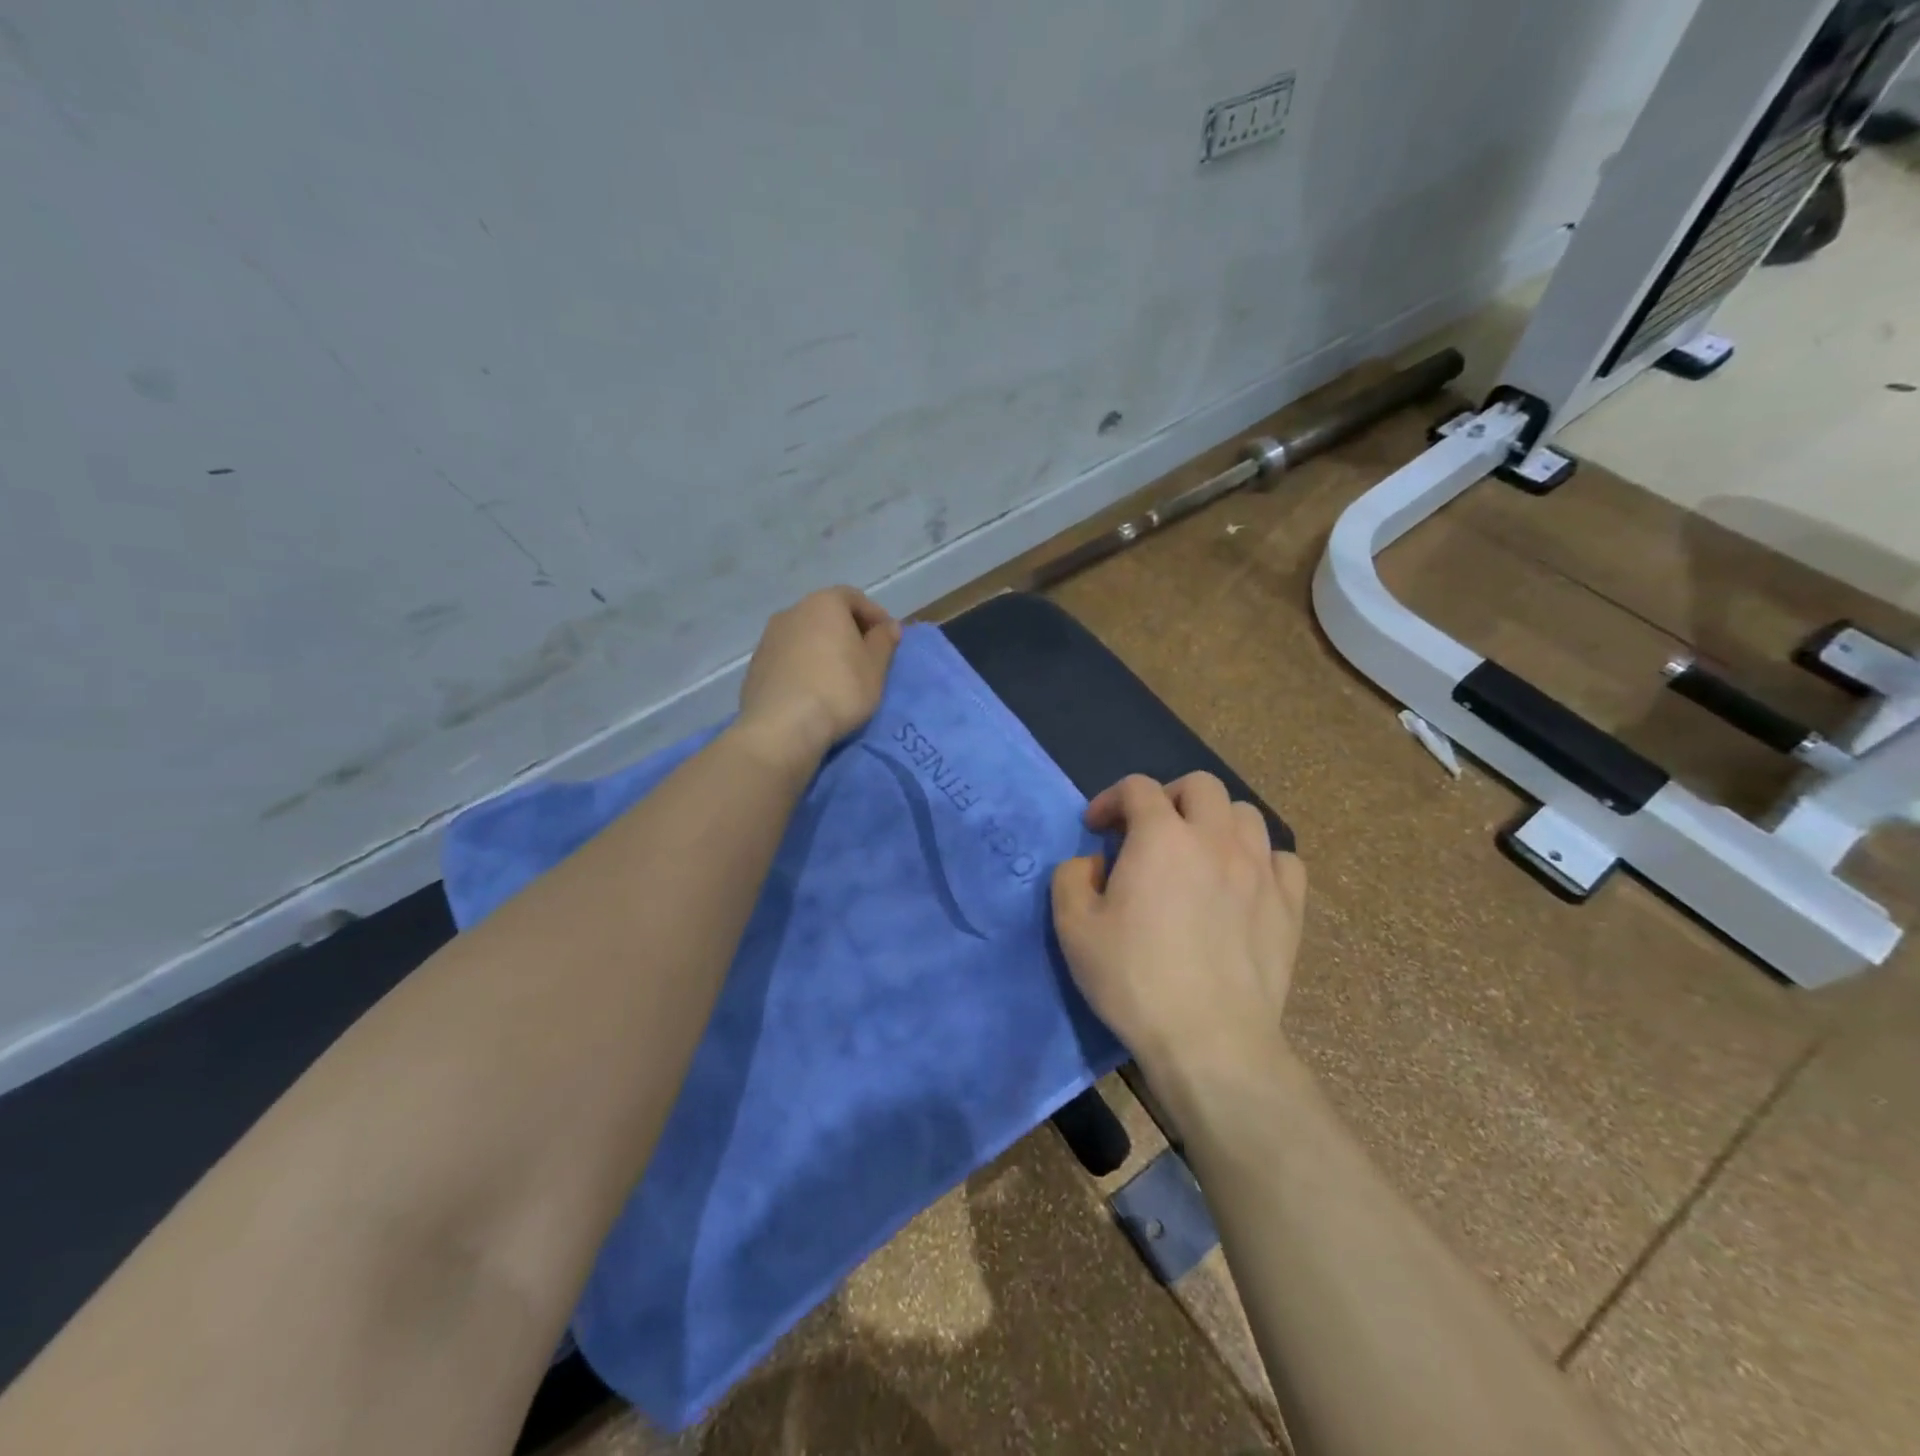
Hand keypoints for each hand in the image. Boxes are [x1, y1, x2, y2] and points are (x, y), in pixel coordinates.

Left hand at [734, 586, 901, 768]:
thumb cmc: (839, 689)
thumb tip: (889, 626)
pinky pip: (788, 658)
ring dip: (824, 649)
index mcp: (824, 604)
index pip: (854, 598)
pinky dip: (804, 666)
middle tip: (866, 658)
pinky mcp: (756, 666)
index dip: (875, 615)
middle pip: (827, 615)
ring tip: (839, 677)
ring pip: (805, 636)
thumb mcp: (875, 667)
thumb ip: (884, 641)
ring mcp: (769, 638)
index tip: (888, 639)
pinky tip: (813, 691)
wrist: (782, 727)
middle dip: (848, 631)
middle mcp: (792, 612)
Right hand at [1052, 773, 1306, 1079]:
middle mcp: (1215, 838)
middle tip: (1150, 831)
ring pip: (1245, 814)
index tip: (1097, 829)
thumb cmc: (1135, 980)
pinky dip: (1259, 858)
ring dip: (1215, 822)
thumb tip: (1093, 864)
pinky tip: (1243, 883)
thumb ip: (1072, 878)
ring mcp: (1260, 869)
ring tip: (1198, 853)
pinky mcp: (1290, 905)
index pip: (1137, 787)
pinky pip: (1282, 858)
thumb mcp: (1074, 928)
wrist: (1210, 1040)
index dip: (1111, 799)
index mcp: (1161, 837)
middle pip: (1200, 785)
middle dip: (1168, 797)